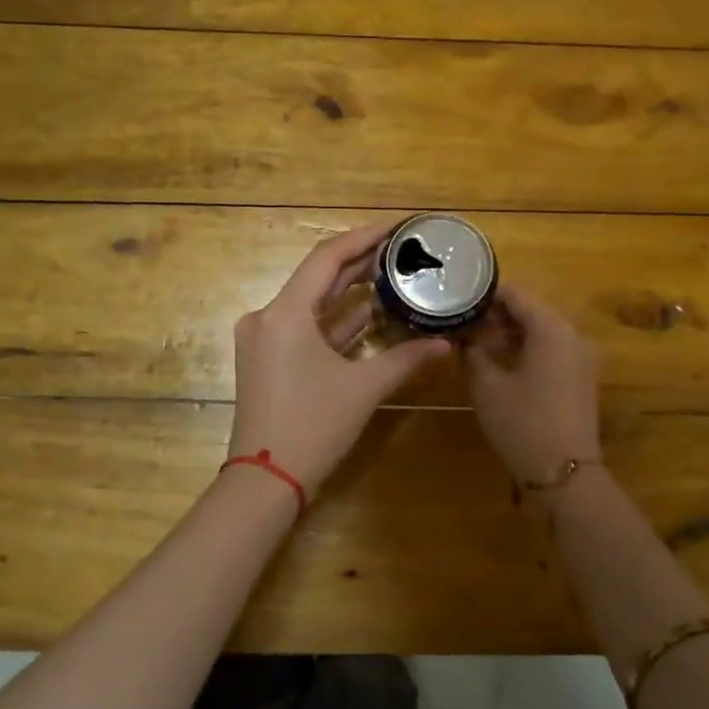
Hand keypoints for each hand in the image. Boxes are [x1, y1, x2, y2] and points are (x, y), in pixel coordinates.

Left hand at [229, 221, 452, 498]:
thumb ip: (405, 359)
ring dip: (349, 293)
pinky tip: (369, 315)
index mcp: (285, 313)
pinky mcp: (267, 361)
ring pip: (311, 304)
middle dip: (360, 263)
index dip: (364, 237)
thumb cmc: (313, 427)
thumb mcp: (363, 389)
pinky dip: (335, 323)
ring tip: (391, 276)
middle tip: (401, 250)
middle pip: (318, 278)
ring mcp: (264, 340)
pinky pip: (304, 329)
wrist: (265, 482)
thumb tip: (444, 343)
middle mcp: (267, 317)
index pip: (327, 257)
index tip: (396, 227)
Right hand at [462, 284, 602, 482]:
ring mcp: (581, 357)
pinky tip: (500, 363)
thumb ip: (472, 352)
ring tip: (476, 344)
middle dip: (496, 315)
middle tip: (463, 324)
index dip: (485, 294)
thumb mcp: (486, 385)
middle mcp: (572, 335)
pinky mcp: (581, 377)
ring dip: (510, 333)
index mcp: (551, 329)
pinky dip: (527, 349)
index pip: (516, 294)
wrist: (564, 473)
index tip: (458, 298)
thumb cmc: (522, 423)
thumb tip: (463, 336)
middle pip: (531, 310)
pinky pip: (551, 349)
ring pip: (541, 330)